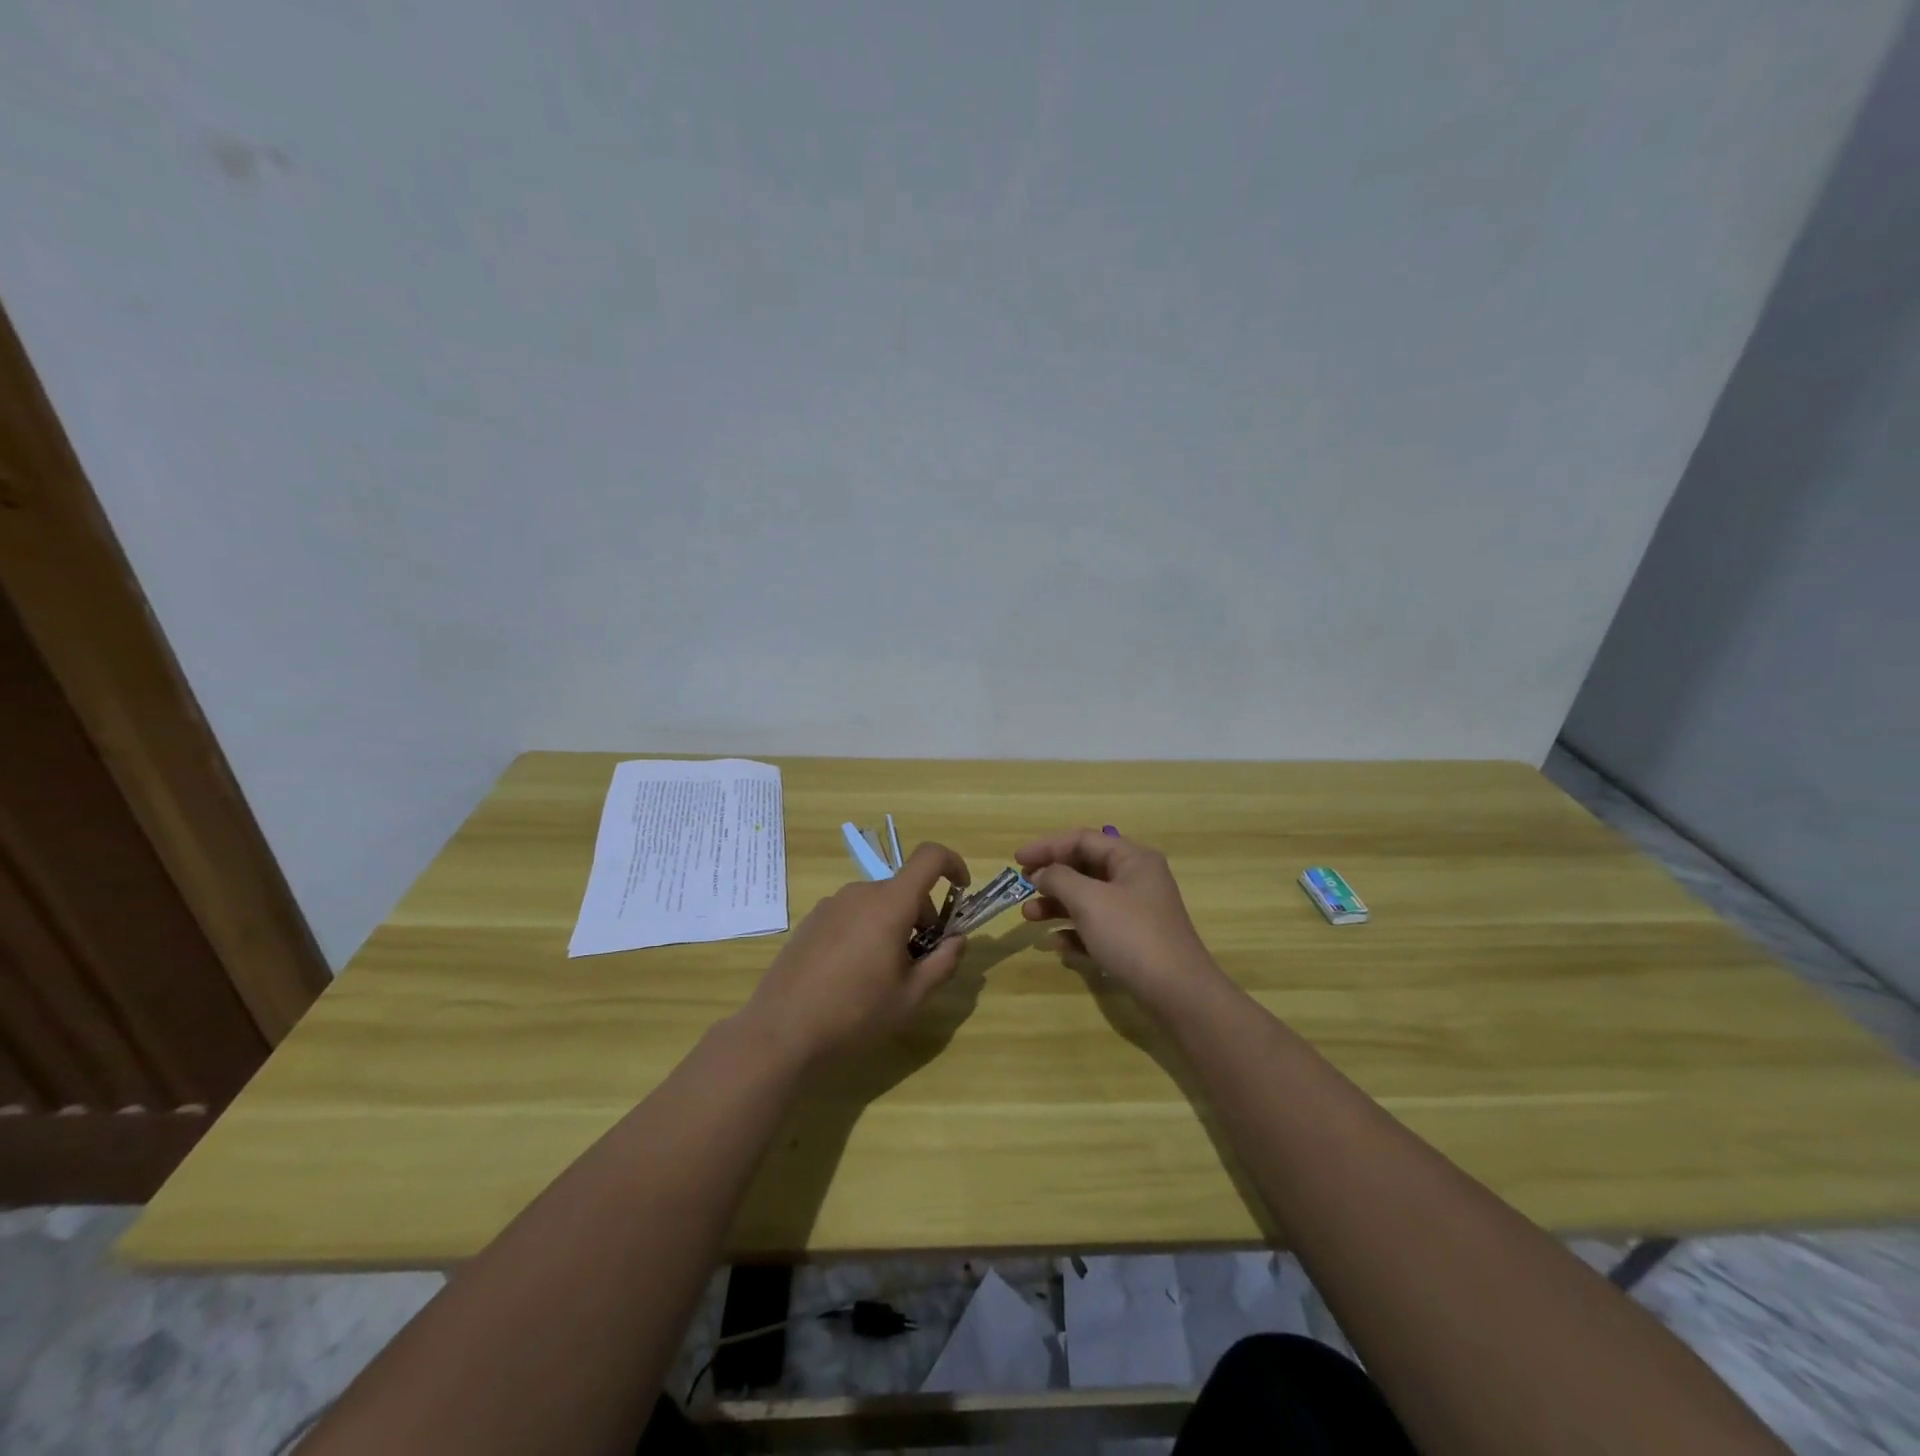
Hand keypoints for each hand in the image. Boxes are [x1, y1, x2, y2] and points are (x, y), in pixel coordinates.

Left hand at [740, 842, 970, 1068]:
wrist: (781, 1034)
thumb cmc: (855, 1014)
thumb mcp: (912, 997)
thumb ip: (943, 962)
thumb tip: (957, 940)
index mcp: (889, 904)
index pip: (929, 857)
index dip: (953, 864)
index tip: (961, 892)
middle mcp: (859, 893)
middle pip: (904, 888)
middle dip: (922, 916)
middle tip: (921, 961)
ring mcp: (830, 905)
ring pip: (877, 903)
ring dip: (893, 925)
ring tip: (885, 974)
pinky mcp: (811, 922)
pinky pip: (851, 914)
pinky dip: (866, 930)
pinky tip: (852, 975)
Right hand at [1017, 828, 1223, 1015]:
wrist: (1178, 993)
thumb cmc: (1131, 935)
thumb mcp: (1089, 900)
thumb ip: (1059, 879)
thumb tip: (1041, 873)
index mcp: (1132, 858)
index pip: (1082, 839)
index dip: (1047, 846)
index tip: (1017, 861)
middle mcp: (1135, 879)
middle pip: (1084, 867)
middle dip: (1051, 878)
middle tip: (1023, 888)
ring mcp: (1136, 911)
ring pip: (1087, 898)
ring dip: (1056, 905)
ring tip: (1029, 918)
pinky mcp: (1133, 941)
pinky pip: (1096, 927)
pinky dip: (1074, 931)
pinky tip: (1056, 946)